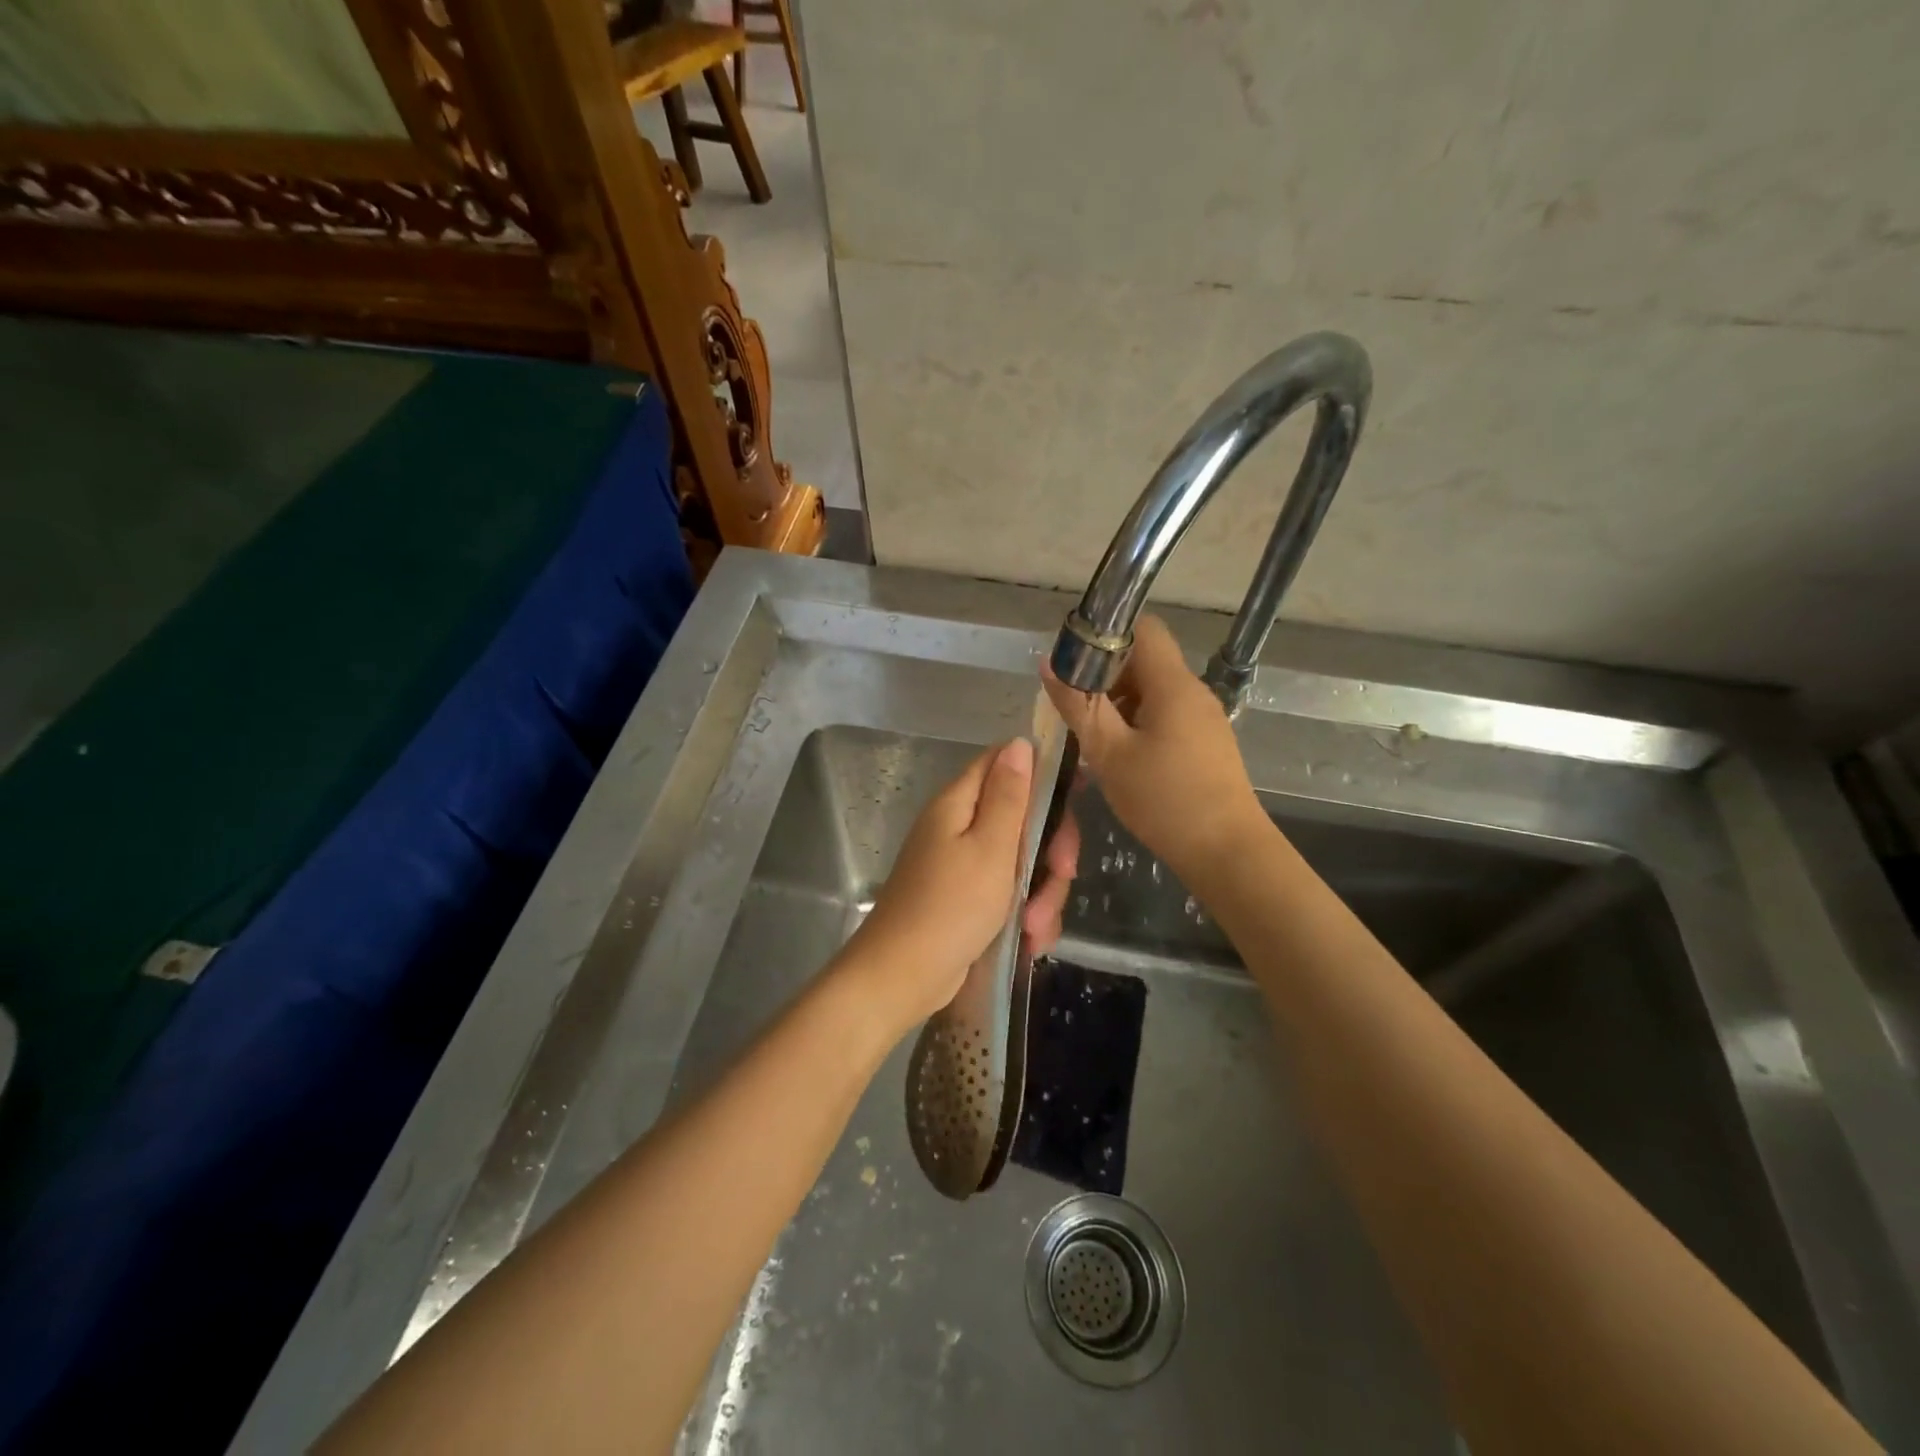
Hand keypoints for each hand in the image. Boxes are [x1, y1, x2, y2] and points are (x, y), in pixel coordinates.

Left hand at [838, 739, 1077, 1040]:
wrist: (902, 977)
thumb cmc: (950, 907)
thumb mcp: (990, 848)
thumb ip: (1009, 796)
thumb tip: (1020, 742)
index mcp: (960, 803)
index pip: (1004, 764)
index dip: (1043, 774)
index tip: (1078, 797)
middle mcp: (960, 827)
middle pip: (1022, 817)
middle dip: (1050, 850)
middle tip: (1063, 874)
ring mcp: (964, 865)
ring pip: (1023, 861)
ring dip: (1041, 893)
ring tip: (1036, 928)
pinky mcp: (969, 899)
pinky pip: (1010, 893)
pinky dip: (1024, 914)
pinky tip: (1029, 940)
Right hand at [1042, 614, 1265, 882]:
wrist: (1227, 852)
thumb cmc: (1164, 800)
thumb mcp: (1109, 753)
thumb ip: (1078, 705)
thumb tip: (1050, 664)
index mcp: (1172, 683)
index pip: (1142, 627)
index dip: (1105, 635)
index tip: (1073, 664)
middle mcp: (1192, 690)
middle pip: (1143, 660)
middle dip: (1103, 676)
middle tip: (1073, 708)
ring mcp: (1202, 717)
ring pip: (1151, 691)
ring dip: (1117, 703)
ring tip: (1090, 737)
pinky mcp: (1204, 742)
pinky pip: (1164, 715)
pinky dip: (1136, 723)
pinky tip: (1118, 756)